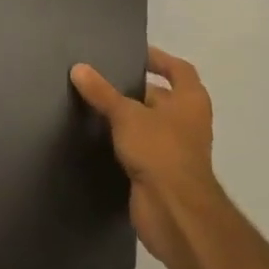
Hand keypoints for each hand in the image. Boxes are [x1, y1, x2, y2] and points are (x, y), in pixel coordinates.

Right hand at [71, 47, 220, 268]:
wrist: (175, 214)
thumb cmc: (160, 151)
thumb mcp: (126, 114)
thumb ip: (102, 92)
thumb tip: (78, 68)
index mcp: (190, 101)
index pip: (178, 69)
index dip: (158, 59)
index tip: (132, 54)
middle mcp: (188, 122)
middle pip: (162, 97)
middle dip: (135, 89)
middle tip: (103, 78)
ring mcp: (176, 150)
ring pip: (149, 124)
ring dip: (128, 117)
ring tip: (94, 104)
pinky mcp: (161, 174)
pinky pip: (141, 149)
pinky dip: (124, 142)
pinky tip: (98, 136)